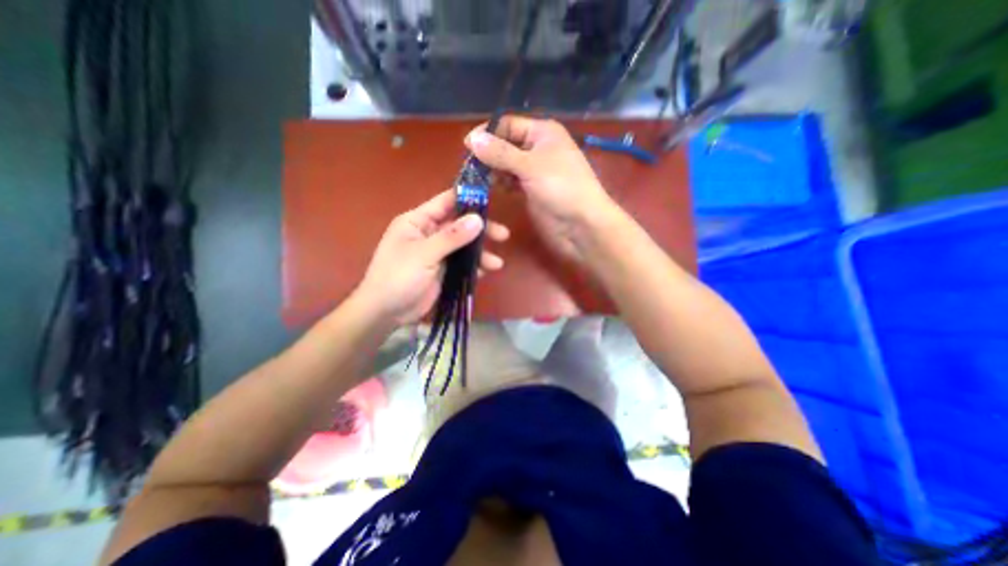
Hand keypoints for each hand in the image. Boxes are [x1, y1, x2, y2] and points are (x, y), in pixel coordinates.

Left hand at [355, 188, 512, 325]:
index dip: (468, 199)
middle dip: (482, 230)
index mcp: (419, 221)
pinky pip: (463, 264)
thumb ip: (451, 237)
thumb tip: (478, 219)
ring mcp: (438, 253)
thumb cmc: (398, 277)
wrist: (386, 312)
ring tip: (497, 263)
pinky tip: (485, 273)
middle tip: (503, 235)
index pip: (446, 202)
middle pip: (461, 225)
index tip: (491, 201)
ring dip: (481, 253)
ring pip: (465, 246)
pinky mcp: (444, 270)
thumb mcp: (424, 254)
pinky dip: (474, 267)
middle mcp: (430, 233)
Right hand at [466, 117, 623, 263]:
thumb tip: (472, 139)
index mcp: (542, 133)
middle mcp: (537, 149)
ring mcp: (534, 172)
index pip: (508, 125)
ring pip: (506, 166)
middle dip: (487, 155)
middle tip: (468, 169)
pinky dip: (500, 184)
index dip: (487, 134)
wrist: (581, 226)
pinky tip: (488, 189)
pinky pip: (511, 183)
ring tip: (474, 180)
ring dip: (491, 171)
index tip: (466, 147)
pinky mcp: (531, 191)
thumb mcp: (530, 166)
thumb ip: (500, 153)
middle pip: (505, 145)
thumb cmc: (561, 189)